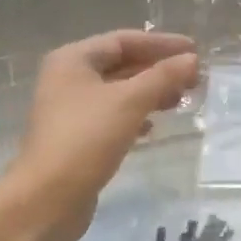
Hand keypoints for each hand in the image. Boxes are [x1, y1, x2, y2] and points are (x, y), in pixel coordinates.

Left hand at [5, 29, 199, 240]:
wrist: (47, 199)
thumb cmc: (86, 139)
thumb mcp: (130, 102)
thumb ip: (163, 77)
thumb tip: (192, 60)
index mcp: (72, 60)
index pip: (123, 40)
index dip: (160, 43)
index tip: (194, 50)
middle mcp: (68, 79)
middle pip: (121, 65)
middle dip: (158, 70)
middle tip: (193, 79)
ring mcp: (70, 111)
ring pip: (118, 92)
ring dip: (150, 93)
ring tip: (181, 101)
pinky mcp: (76, 138)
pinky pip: (112, 117)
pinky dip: (136, 116)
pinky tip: (153, 128)